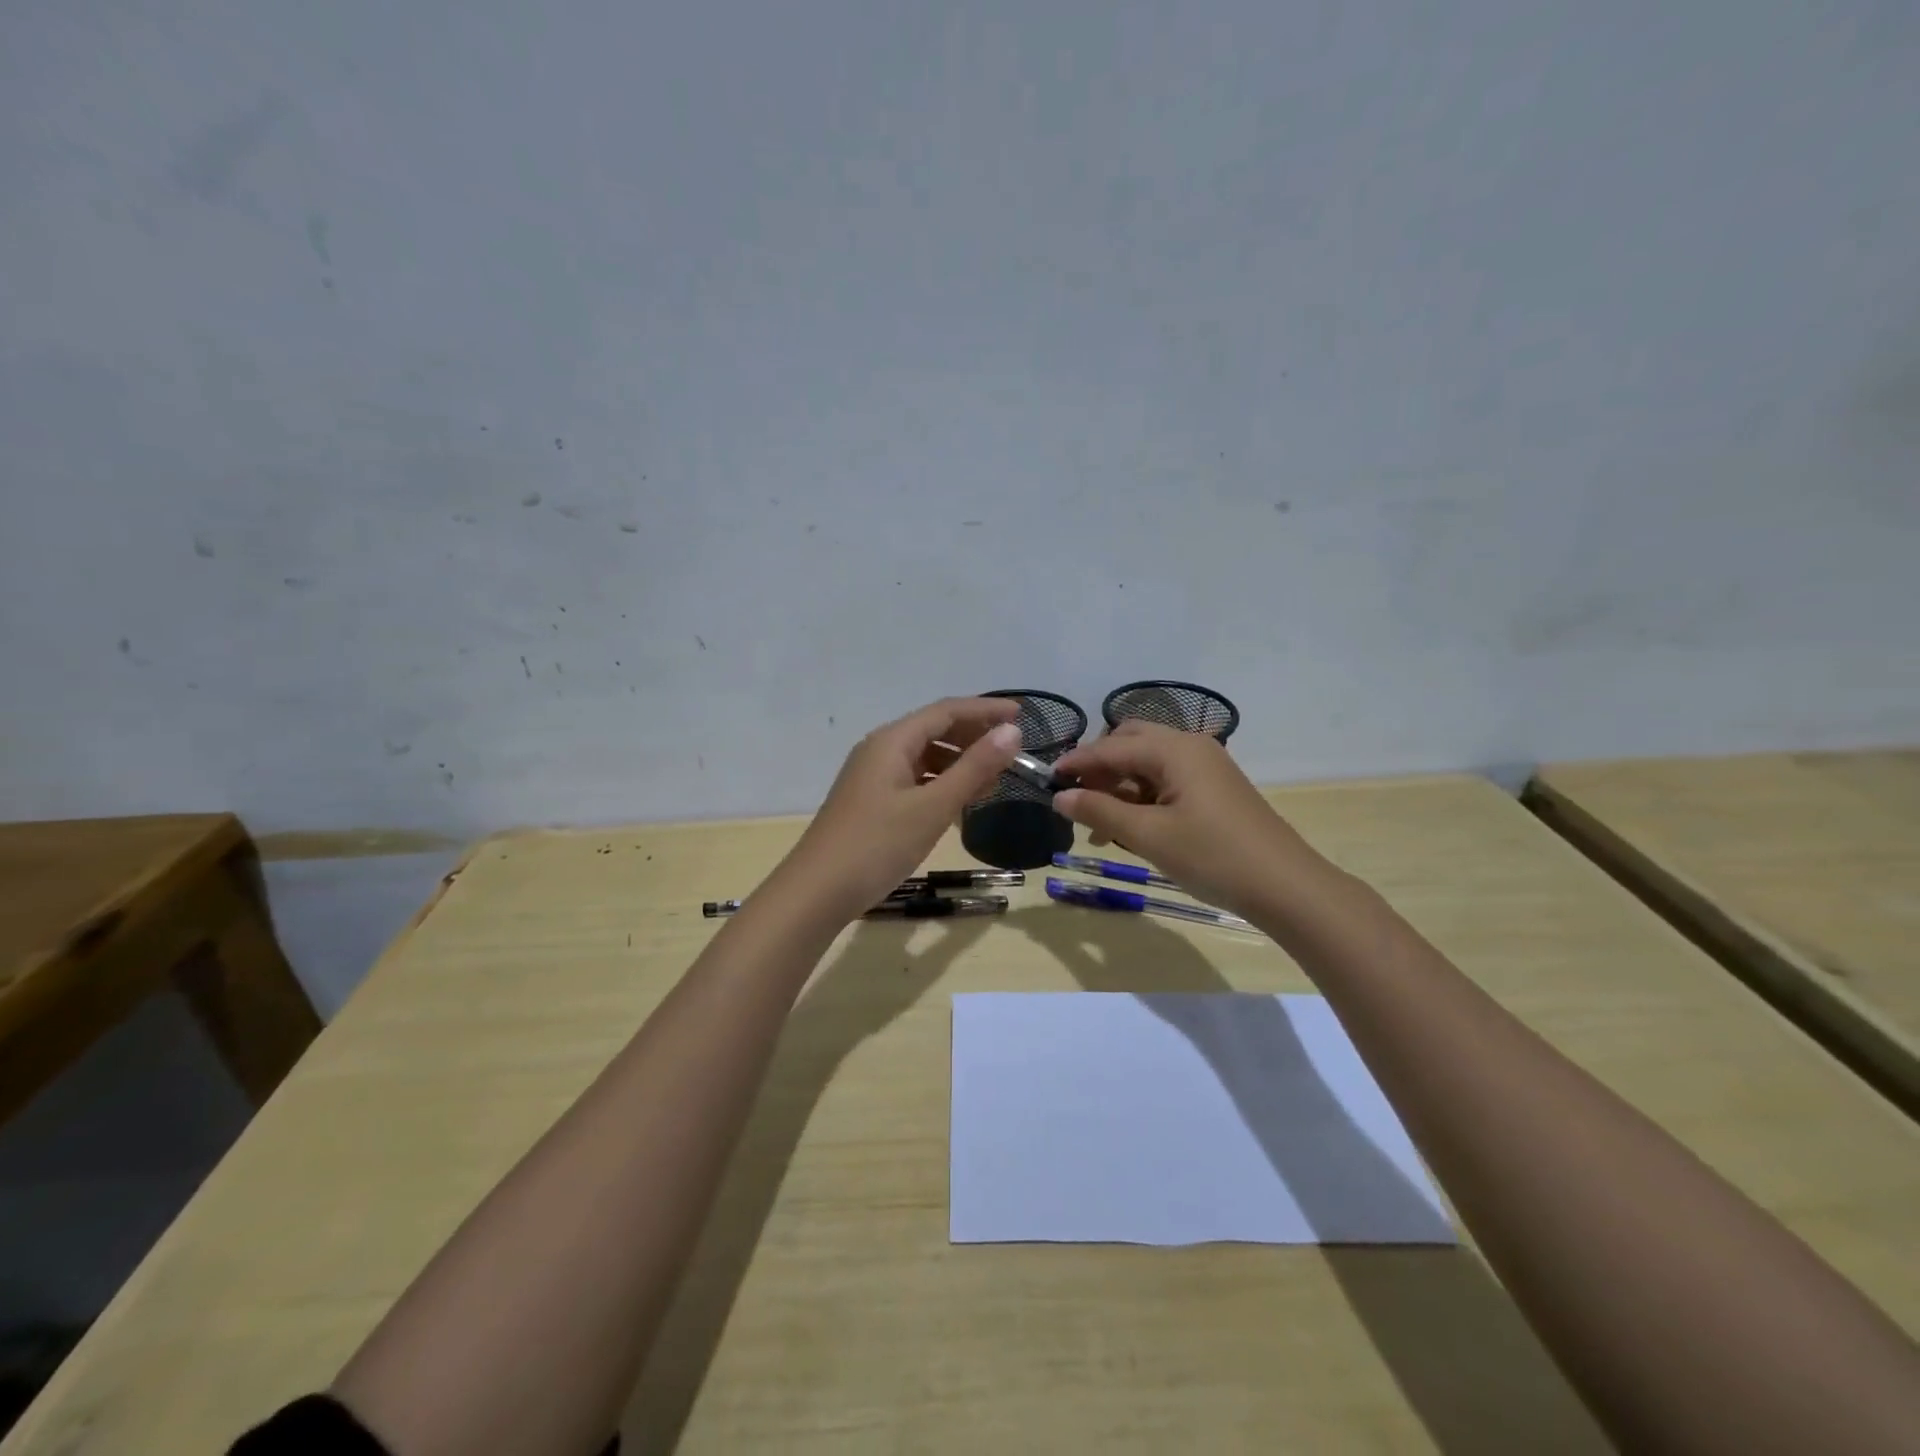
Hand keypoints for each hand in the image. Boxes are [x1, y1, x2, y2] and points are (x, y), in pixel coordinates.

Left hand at [777, 697, 1022, 922]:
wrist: (816, 892)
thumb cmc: (877, 845)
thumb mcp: (933, 807)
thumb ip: (974, 768)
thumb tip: (1012, 731)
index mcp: (892, 741)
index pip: (947, 711)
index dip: (986, 710)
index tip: (1024, 716)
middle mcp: (880, 750)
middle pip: (935, 731)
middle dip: (975, 738)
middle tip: (1012, 754)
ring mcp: (873, 777)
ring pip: (925, 758)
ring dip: (959, 764)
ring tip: (993, 782)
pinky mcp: (871, 801)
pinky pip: (914, 780)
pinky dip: (941, 785)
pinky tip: (959, 804)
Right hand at [1051, 722, 1328, 922]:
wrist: (1285, 887)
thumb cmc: (1213, 856)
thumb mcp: (1149, 836)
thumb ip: (1100, 811)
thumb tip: (1059, 797)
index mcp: (1174, 749)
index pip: (1110, 747)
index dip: (1075, 763)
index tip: (1045, 781)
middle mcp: (1190, 746)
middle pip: (1130, 742)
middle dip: (1099, 767)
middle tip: (1076, 798)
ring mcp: (1206, 766)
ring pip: (1147, 763)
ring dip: (1119, 785)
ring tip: (1097, 824)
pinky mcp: (1214, 788)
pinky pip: (1166, 779)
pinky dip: (1142, 796)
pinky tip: (1129, 826)